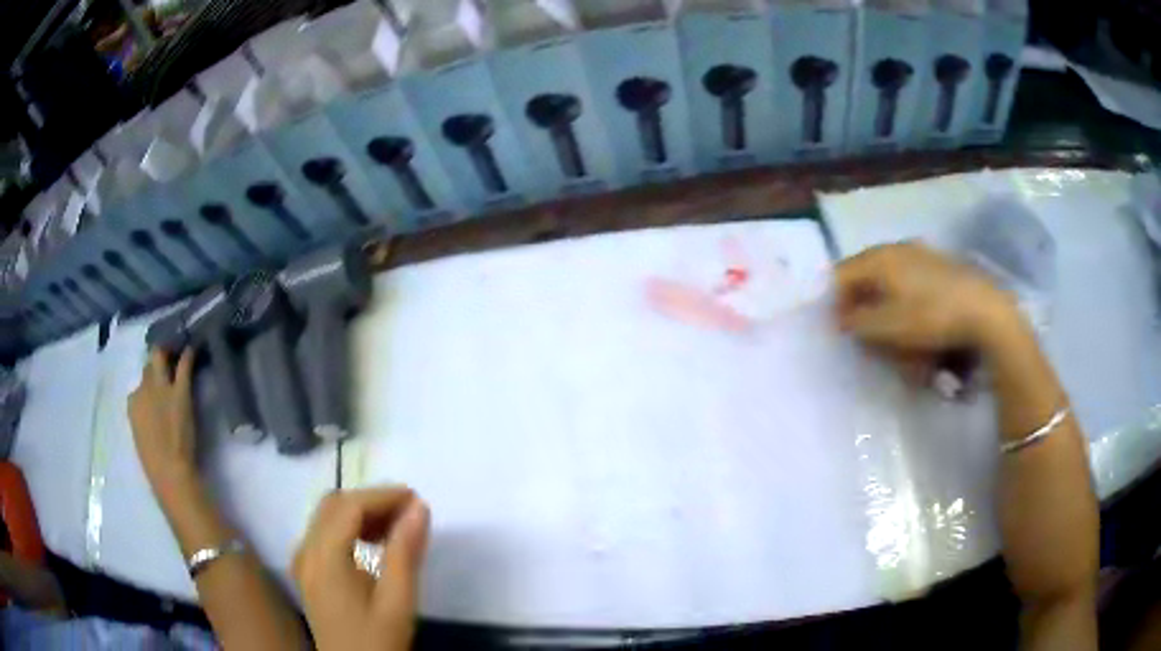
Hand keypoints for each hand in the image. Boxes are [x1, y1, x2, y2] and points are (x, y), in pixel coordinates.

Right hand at [128, 348, 198, 497]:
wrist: (170, 472)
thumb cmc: (157, 465)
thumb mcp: (142, 437)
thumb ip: (145, 419)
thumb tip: (153, 413)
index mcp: (132, 406)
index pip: (139, 385)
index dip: (149, 382)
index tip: (157, 382)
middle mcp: (143, 390)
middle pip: (149, 366)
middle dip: (157, 359)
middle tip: (169, 356)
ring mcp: (161, 388)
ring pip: (161, 358)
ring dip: (170, 352)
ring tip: (179, 346)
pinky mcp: (179, 391)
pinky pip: (183, 366)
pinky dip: (188, 355)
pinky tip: (193, 348)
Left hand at [294, 488, 429, 650]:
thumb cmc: (377, 639)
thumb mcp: (397, 602)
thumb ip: (405, 553)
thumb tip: (419, 508)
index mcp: (324, 558)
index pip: (349, 507)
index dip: (383, 496)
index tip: (417, 500)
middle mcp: (305, 551)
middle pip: (333, 505)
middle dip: (371, 501)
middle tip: (409, 512)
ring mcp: (302, 560)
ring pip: (327, 516)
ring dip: (361, 512)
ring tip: (397, 527)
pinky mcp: (306, 571)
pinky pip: (324, 533)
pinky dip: (349, 527)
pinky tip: (374, 543)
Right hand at [834, 243, 1022, 372]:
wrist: (983, 310)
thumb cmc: (930, 317)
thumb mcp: (888, 327)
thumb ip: (857, 322)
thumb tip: (843, 318)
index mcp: (879, 257)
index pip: (841, 274)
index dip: (835, 302)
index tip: (841, 330)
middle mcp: (896, 247)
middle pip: (865, 273)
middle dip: (860, 302)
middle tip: (865, 331)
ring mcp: (920, 253)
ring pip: (888, 276)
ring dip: (882, 301)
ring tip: (891, 328)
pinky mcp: (939, 264)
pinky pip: (909, 278)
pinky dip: (903, 297)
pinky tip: (915, 317)